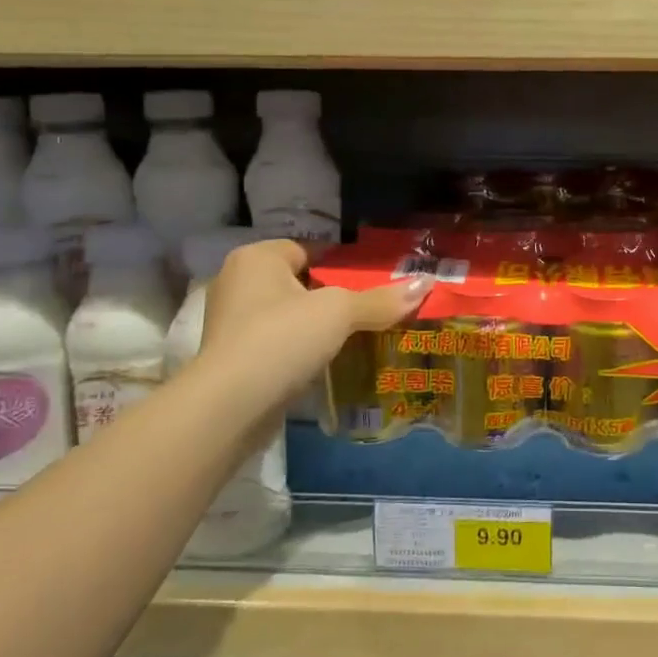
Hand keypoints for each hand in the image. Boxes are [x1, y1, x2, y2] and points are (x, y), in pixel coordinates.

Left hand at [198, 239, 431, 397]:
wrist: (230, 406)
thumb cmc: (282, 338)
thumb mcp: (339, 312)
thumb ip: (381, 299)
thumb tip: (427, 284)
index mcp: (256, 258)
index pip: (308, 249)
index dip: (341, 264)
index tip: (371, 283)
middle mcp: (237, 283)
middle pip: (300, 283)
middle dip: (332, 297)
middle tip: (369, 310)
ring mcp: (231, 323)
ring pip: (289, 315)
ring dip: (316, 327)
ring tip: (354, 338)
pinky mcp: (233, 359)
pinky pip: (277, 344)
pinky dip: (299, 351)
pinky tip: (325, 363)